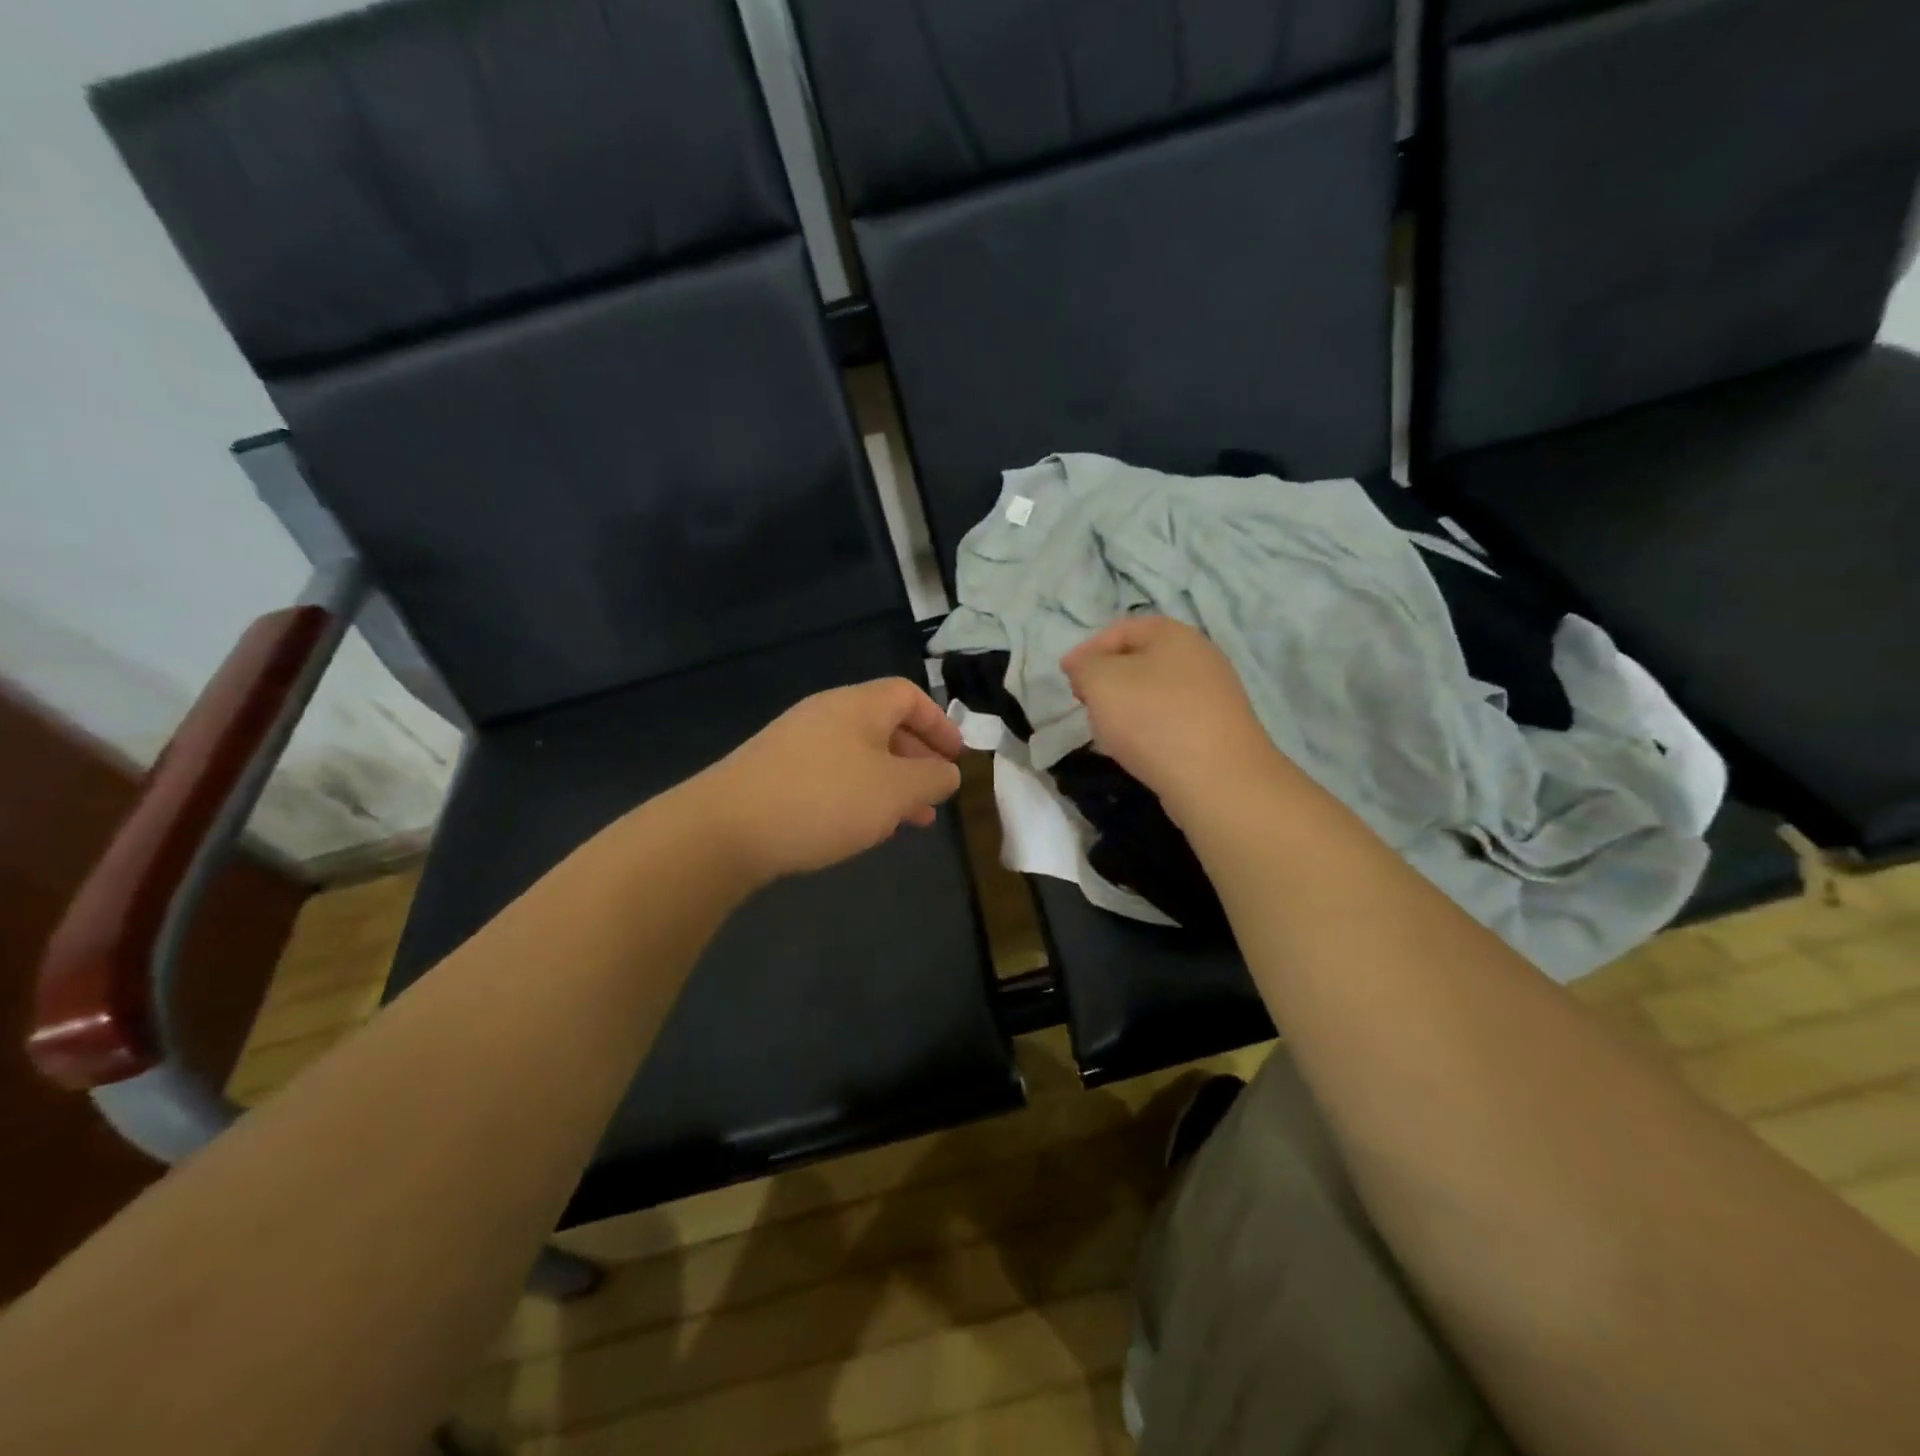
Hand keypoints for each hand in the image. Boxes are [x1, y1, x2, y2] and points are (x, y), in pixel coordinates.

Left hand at [690, 677, 964, 882]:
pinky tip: (861, 826)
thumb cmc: (824, 800)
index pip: (909, 695)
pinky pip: (831, 774)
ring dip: (890, 782)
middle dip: (917, 758)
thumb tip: (947, 772)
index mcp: (857, 705)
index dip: (939, 723)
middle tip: (935, 792)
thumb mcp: (896, 791)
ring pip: (859, 755)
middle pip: (884, 725)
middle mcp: (825, 715)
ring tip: (909, 819)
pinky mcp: (774, 773)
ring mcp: (795, 743)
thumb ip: (932, 778)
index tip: (956, 757)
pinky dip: (858, 793)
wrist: (725, 828)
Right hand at [1061, 616, 1278, 820]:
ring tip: (1105, 732)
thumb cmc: (1153, 718)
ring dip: (1126, 707)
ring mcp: (1213, 696)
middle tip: (1084, 702)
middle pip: (1141, 661)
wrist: (1216, 779)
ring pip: (1155, 693)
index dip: (1088, 649)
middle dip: (1107, 679)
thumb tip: (1084, 667)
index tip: (1065, 676)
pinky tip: (1135, 752)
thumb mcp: (1101, 681)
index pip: (1122, 629)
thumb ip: (1084, 666)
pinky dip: (1147, 730)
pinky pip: (1171, 722)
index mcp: (1174, 634)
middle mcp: (1200, 658)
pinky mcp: (1216, 731)